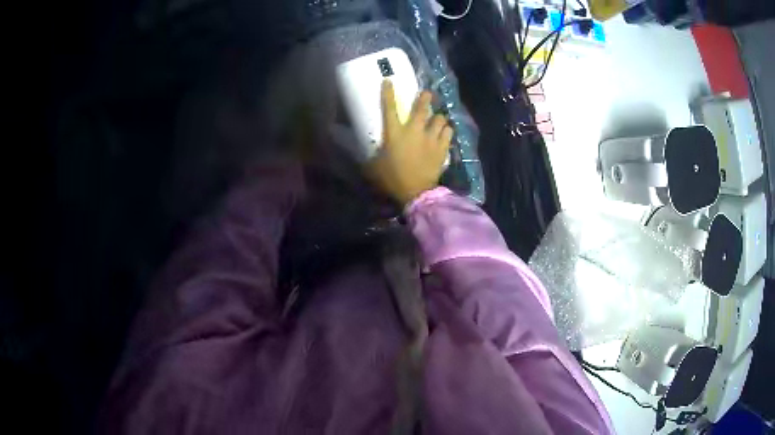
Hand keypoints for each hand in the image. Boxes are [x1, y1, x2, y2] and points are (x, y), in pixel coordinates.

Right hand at [365, 80, 452, 205]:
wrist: (416, 192)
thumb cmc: (392, 179)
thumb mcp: (374, 168)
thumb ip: (371, 157)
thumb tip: (363, 155)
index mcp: (394, 133)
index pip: (389, 108)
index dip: (388, 93)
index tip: (389, 81)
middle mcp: (414, 131)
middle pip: (422, 108)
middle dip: (425, 98)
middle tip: (428, 93)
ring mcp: (430, 139)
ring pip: (440, 119)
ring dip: (438, 118)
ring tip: (438, 120)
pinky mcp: (442, 148)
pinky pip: (448, 133)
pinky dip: (447, 131)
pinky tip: (445, 133)